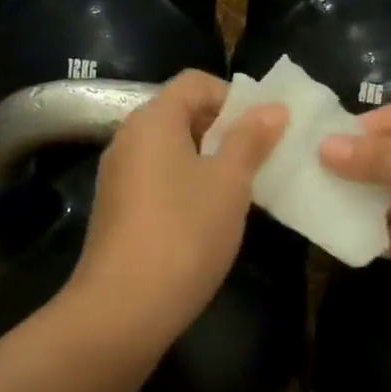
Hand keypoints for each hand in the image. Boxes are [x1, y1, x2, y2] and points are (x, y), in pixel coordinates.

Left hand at [67, 71, 286, 345]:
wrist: (123, 309)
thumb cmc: (184, 234)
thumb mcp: (229, 183)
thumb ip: (250, 140)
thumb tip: (272, 108)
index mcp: (152, 120)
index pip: (196, 82)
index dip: (234, 97)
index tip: (264, 130)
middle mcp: (128, 139)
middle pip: (182, 113)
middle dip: (226, 131)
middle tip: (260, 160)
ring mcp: (118, 176)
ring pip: (172, 150)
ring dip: (210, 161)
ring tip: (243, 191)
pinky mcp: (118, 209)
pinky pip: (159, 179)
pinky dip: (188, 185)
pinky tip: (210, 218)